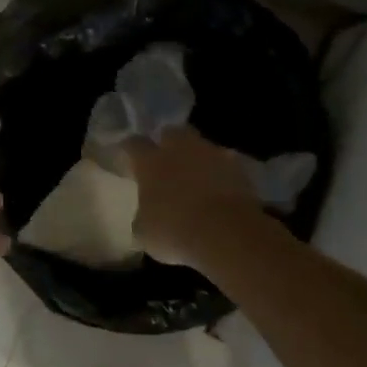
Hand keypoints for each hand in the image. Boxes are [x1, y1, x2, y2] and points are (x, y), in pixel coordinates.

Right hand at [123, 126, 260, 267]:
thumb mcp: (145, 232)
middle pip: (171, 133)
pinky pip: (225, 165)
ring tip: (196, 178)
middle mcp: (180, 149)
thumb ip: (143, 216)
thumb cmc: (175, 231)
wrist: (227, 233)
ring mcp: (212, 154)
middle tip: (166, 161)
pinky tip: (219, 191)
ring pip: (201, 146)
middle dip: (167, 143)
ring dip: (197, 158)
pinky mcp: (239, 167)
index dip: (129, 149)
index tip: (128, 157)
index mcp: (151, 162)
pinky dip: (221, 174)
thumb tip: (146, 214)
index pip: (134, 144)